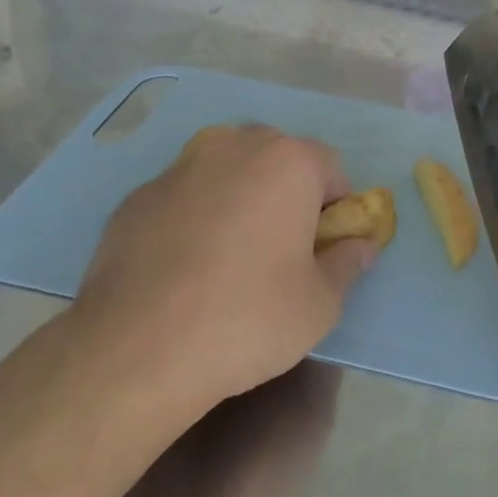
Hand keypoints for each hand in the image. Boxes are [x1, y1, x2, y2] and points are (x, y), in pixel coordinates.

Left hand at [74, 125, 378, 410]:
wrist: (139, 348)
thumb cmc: (250, 317)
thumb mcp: (321, 303)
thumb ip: (348, 263)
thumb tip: (360, 245)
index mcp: (286, 162)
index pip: (330, 167)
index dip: (336, 207)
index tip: (325, 247)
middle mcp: (232, 148)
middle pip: (275, 159)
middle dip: (287, 193)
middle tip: (282, 248)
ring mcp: (178, 168)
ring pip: (226, 172)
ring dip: (239, 199)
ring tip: (230, 257)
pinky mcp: (136, 197)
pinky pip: (183, 197)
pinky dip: (194, 218)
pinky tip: (185, 268)